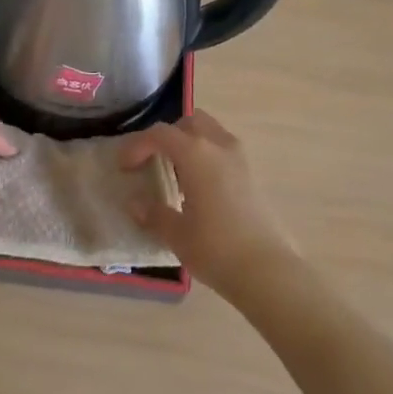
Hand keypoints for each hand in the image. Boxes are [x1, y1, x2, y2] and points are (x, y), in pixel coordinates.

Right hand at [119, 110, 299, 300]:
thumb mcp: (177, 234)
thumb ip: (153, 213)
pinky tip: (199, 186)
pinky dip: (206, 154)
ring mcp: (239, 157)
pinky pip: (222, 148)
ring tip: (176, 173)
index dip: (138, 146)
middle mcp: (218, 144)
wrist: (267, 270)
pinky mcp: (251, 173)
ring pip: (209, 131)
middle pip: (188, 123)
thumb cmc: (215, 248)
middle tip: (152, 161)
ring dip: (189, 142)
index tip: (125, 167)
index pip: (160, 134)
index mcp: (196, 152)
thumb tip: (135, 203)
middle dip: (167, 136)